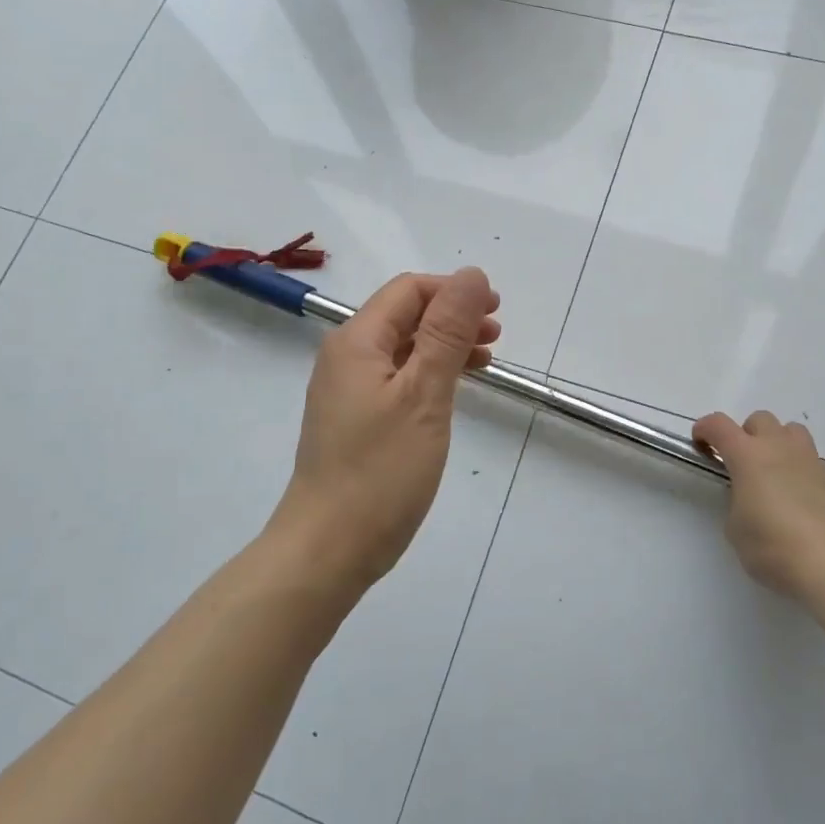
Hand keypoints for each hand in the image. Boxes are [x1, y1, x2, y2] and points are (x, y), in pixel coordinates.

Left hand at [270, 268, 500, 593]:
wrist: (328, 549)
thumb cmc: (381, 471)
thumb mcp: (424, 394)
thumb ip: (448, 332)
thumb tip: (472, 274)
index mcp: (357, 341)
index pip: (409, 291)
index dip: (454, 291)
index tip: (496, 310)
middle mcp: (346, 357)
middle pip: (405, 316)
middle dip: (453, 316)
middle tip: (496, 335)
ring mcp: (348, 391)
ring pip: (403, 348)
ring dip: (445, 345)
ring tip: (485, 360)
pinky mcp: (355, 420)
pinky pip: (397, 378)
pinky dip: (430, 374)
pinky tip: (453, 391)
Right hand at [692, 410, 824, 599]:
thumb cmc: (773, 546)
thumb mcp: (735, 528)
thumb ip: (737, 502)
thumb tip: (749, 498)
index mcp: (747, 455)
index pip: (718, 425)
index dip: (705, 429)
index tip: (700, 445)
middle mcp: (779, 448)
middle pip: (759, 419)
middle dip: (746, 435)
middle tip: (742, 464)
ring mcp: (809, 460)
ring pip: (790, 431)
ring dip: (777, 443)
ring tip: (773, 473)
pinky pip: (810, 459)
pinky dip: (799, 468)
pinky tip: (798, 497)